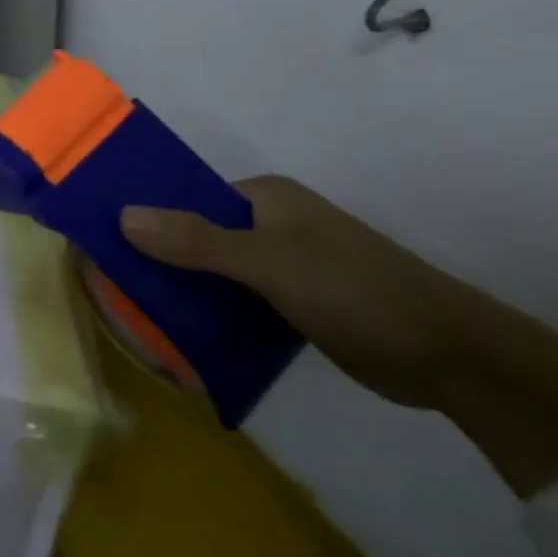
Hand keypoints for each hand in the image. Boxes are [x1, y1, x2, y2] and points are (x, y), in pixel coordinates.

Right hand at [117, 175, 482, 410]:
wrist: (455, 360)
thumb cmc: (357, 292)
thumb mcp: (270, 264)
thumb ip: (197, 241)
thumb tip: (122, 215)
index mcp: (264, 198)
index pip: (185, 196)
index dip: (144, 213)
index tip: (102, 237)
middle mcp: (269, 224)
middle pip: (194, 234)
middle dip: (157, 256)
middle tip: (111, 281)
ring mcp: (282, 264)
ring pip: (212, 270)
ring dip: (182, 289)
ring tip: (133, 311)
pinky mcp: (293, 302)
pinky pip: (234, 300)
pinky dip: (210, 313)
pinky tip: (180, 335)